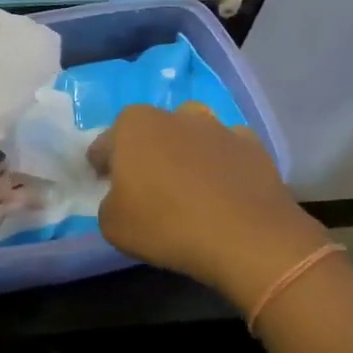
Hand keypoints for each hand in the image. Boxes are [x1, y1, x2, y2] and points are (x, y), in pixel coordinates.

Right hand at [87, 103, 318, 306]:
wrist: (246, 237)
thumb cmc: (166, 226)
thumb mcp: (112, 225)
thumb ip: (108, 202)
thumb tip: (121, 196)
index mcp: (132, 125)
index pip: (104, 145)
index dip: (102, 168)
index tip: (106, 189)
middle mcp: (172, 114)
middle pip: (148, 132)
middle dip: (144, 154)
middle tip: (147, 189)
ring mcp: (215, 126)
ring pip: (190, 132)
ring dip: (184, 151)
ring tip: (188, 185)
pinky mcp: (250, 143)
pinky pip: (226, 149)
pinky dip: (222, 163)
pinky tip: (224, 189)